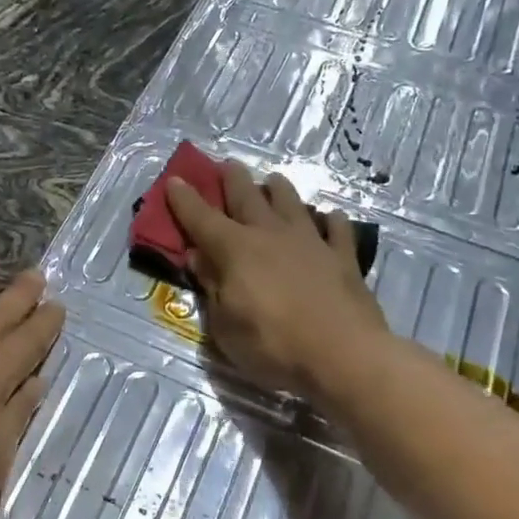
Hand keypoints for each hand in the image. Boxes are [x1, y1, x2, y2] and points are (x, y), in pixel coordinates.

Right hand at [167, 162, 386, 400]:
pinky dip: (331, 221)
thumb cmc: (274, 345)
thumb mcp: (225, 327)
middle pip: (247, 196)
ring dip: (278, 189)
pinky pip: (337, 229)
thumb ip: (212, 288)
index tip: (174, 180)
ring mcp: (310, 242)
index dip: (185, 199)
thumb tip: (199, 257)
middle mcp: (270, 234)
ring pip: (291, 203)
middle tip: (226, 164)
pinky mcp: (343, 257)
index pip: (201, 217)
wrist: (344, 355)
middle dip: (232, 178)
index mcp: (235, 249)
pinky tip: (330, 217)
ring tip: (273, 180)